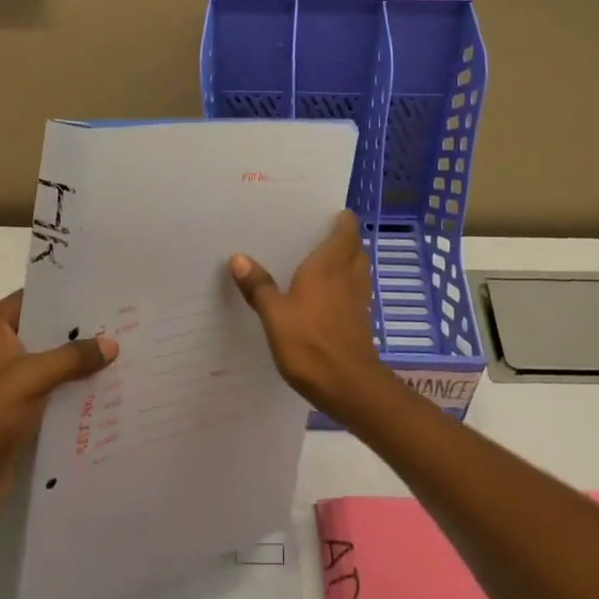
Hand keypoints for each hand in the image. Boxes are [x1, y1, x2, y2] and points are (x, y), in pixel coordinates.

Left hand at [0, 290, 113, 529]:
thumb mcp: (31, 377)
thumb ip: (73, 357)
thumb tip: (112, 344)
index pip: (36, 298)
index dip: (69, 296)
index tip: (107, 294)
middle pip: (47, 332)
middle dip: (83, 333)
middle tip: (126, 324)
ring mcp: (7, 383)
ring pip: (53, 365)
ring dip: (81, 366)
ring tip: (126, 356)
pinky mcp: (17, 413)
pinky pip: (52, 394)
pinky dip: (74, 394)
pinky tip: (109, 392)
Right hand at [230, 210, 395, 420]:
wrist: (348, 385)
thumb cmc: (310, 343)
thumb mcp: (274, 314)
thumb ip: (258, 286)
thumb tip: (238, 257)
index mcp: (330, 264)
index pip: (347, 228)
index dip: (340, 218)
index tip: (322, 212)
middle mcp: (349, 274)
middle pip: (354, 246)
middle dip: (341, 238)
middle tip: (313, 234)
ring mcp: (359, 298)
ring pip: (356, 268)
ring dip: (344, 261)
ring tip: (315, 261)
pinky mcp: (360, 319)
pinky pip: (353, 290)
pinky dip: (342, 284)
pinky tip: (321, 295)